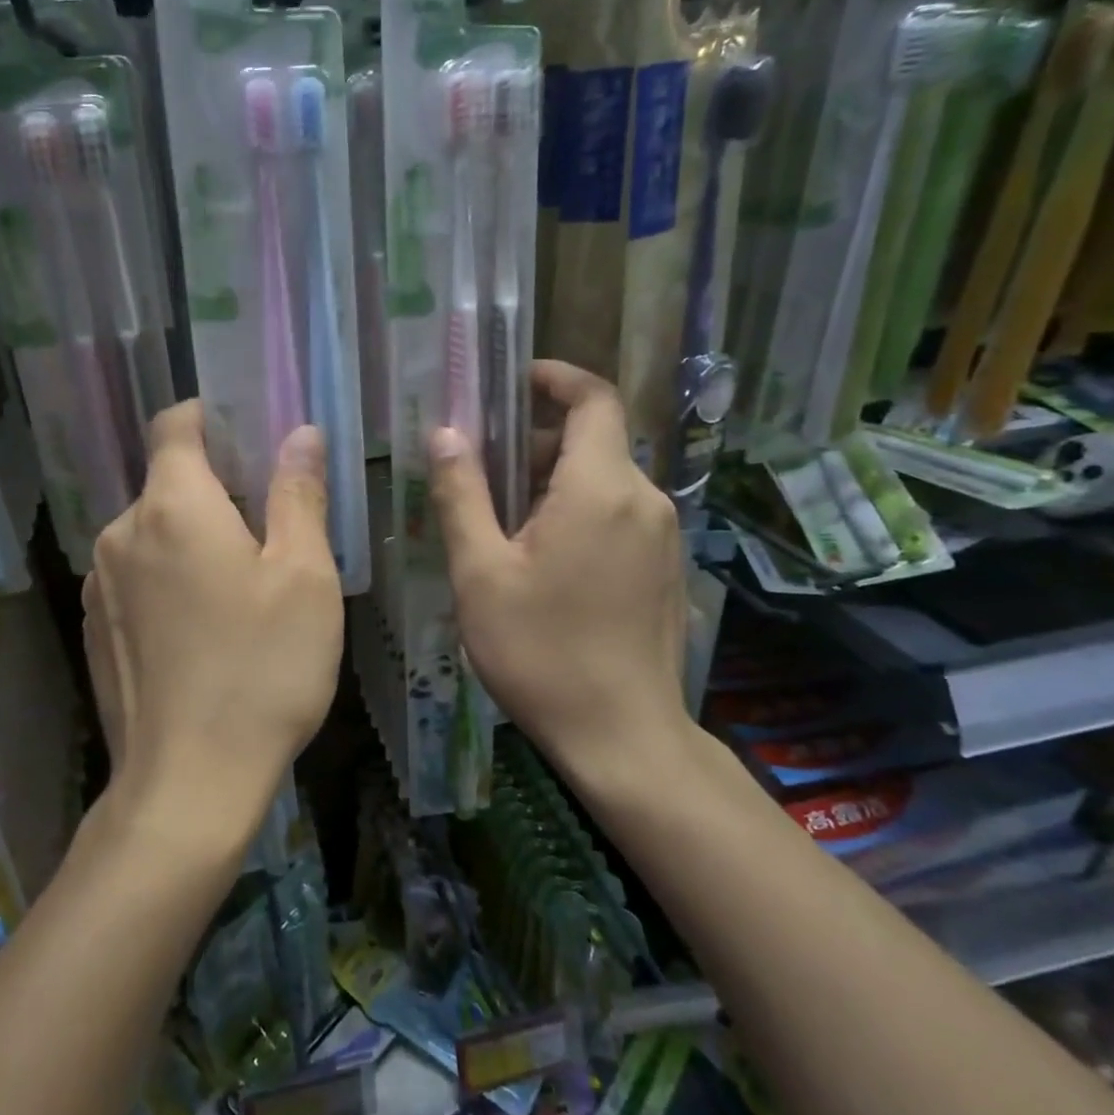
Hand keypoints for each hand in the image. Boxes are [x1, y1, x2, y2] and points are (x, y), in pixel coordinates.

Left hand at [83, 403, 341, 829]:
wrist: (188, 783)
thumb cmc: (262, 669)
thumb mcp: (303, 576)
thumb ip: (298, 494)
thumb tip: (299, 433)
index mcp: (172, 505)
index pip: (174, 424)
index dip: (210, 417)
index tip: (249, 436)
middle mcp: (121, 532)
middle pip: (167, 482)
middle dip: (215, 488)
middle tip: (269, 527)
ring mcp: (99, 585)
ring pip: (152, 533)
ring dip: (192, 537)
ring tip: (241, 584)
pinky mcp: (95, 629)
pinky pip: (136, 577)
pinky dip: (169, 578)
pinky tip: (205, 628)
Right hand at [429, 360, 695, 783]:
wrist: (622, 736)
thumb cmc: (541, 652)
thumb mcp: (481, 573)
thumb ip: (463, 494)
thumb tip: (447, 434)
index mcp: (600, 488)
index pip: (593, 398)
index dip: (554, 378)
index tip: (512, 382)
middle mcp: (644, 499)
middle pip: (591, 441)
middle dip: (533, 445)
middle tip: (479, 480)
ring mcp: (663, 535)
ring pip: (603, 481)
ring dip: (552, 484)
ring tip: (501, 529)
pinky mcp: (666, 567)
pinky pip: (618, 515)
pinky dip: (578, 513)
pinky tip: (542, 564)